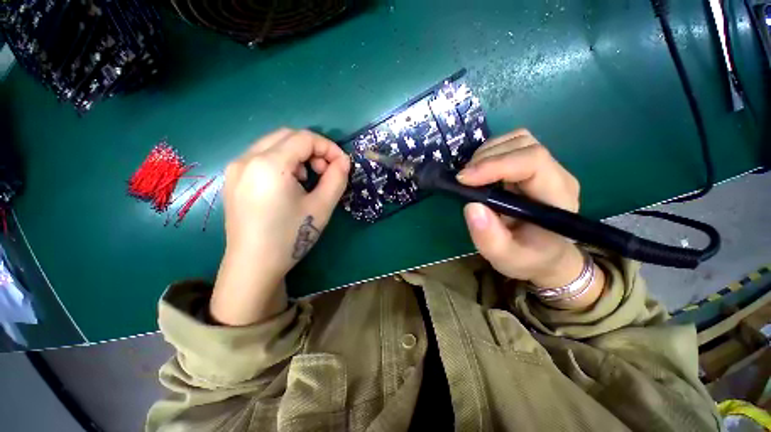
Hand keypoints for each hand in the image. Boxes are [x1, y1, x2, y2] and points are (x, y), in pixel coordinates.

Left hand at [210, 129, 349, 325]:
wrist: (254, 266)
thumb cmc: (291, 237)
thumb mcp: (322, 207)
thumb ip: (337, 179)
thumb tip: (344, 161)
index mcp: (268, 165)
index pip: (304, 138)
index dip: (329, 147)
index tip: (343, 164)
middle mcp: (247, 158)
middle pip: (287, 136)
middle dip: (313, 149)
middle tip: (325, 171)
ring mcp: (236, 168)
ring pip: (273, 145)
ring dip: (297, 155)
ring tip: (308, 179)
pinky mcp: (233, 179)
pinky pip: (262, 157)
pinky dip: (282, 161)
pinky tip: (289, 184)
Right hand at [457, 129, 596, 297]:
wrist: (545, 256)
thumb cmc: (529, 259)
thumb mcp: (506, 258)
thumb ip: (489, 237)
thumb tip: (471, 206)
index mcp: (556, 197)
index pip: (532, 161)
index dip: (495, 164)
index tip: (464, 179)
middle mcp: (555, 175)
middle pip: (524, 144)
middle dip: (486, 158)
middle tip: (463, 180)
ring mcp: (545, 168)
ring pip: (517, 140)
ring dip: (486, 153)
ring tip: (470, 176)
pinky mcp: (532, 167)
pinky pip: (510, 146)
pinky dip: (489, 153)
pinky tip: (478, 172)